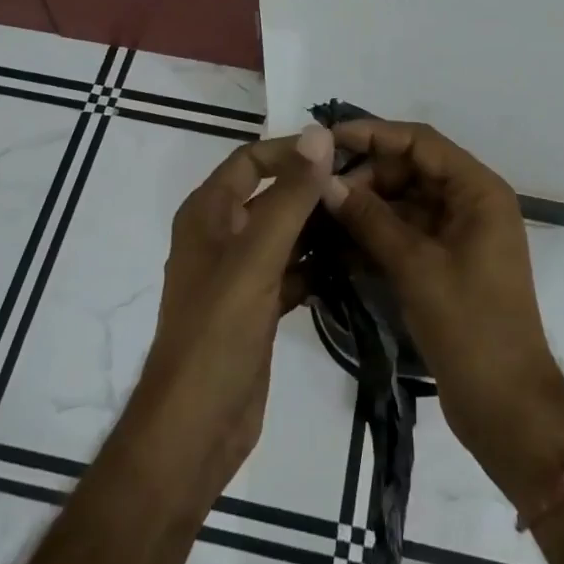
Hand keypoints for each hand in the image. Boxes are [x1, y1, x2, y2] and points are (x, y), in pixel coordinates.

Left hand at [120, 126, 334, 508]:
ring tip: (367, 219)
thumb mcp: (256, 257)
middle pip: (271, 195)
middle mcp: (221, 235)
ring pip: (285, 233)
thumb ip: (290, 196)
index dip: (292, 151)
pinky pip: (292, 269)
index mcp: (208, 213)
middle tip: (367, 187)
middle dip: (313, 189)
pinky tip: (354, 264)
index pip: (252, 160)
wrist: (195, 430)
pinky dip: (317, 264)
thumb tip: (319, 133)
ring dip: (320, 226)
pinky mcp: (257, 306)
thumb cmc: (218, 333)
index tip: (342, 153)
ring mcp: (239, 273)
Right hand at [322, 120, 563, 502]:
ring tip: (319, 212)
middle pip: (411, 168)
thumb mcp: (416, 267)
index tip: (327, 139)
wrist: (508, 410)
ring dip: (366, 205)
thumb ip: (370, 219)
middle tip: (319, 189)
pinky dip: (375, 233)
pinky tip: (337, 241)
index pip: (420, 142)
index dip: (374, 134)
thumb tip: (326, 181)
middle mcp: (471, 203)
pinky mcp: (444, 263)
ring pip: (404, 200)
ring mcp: (458, 235)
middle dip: (366, 174)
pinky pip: (405, 232)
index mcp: (478, 191)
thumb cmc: (470, 328)